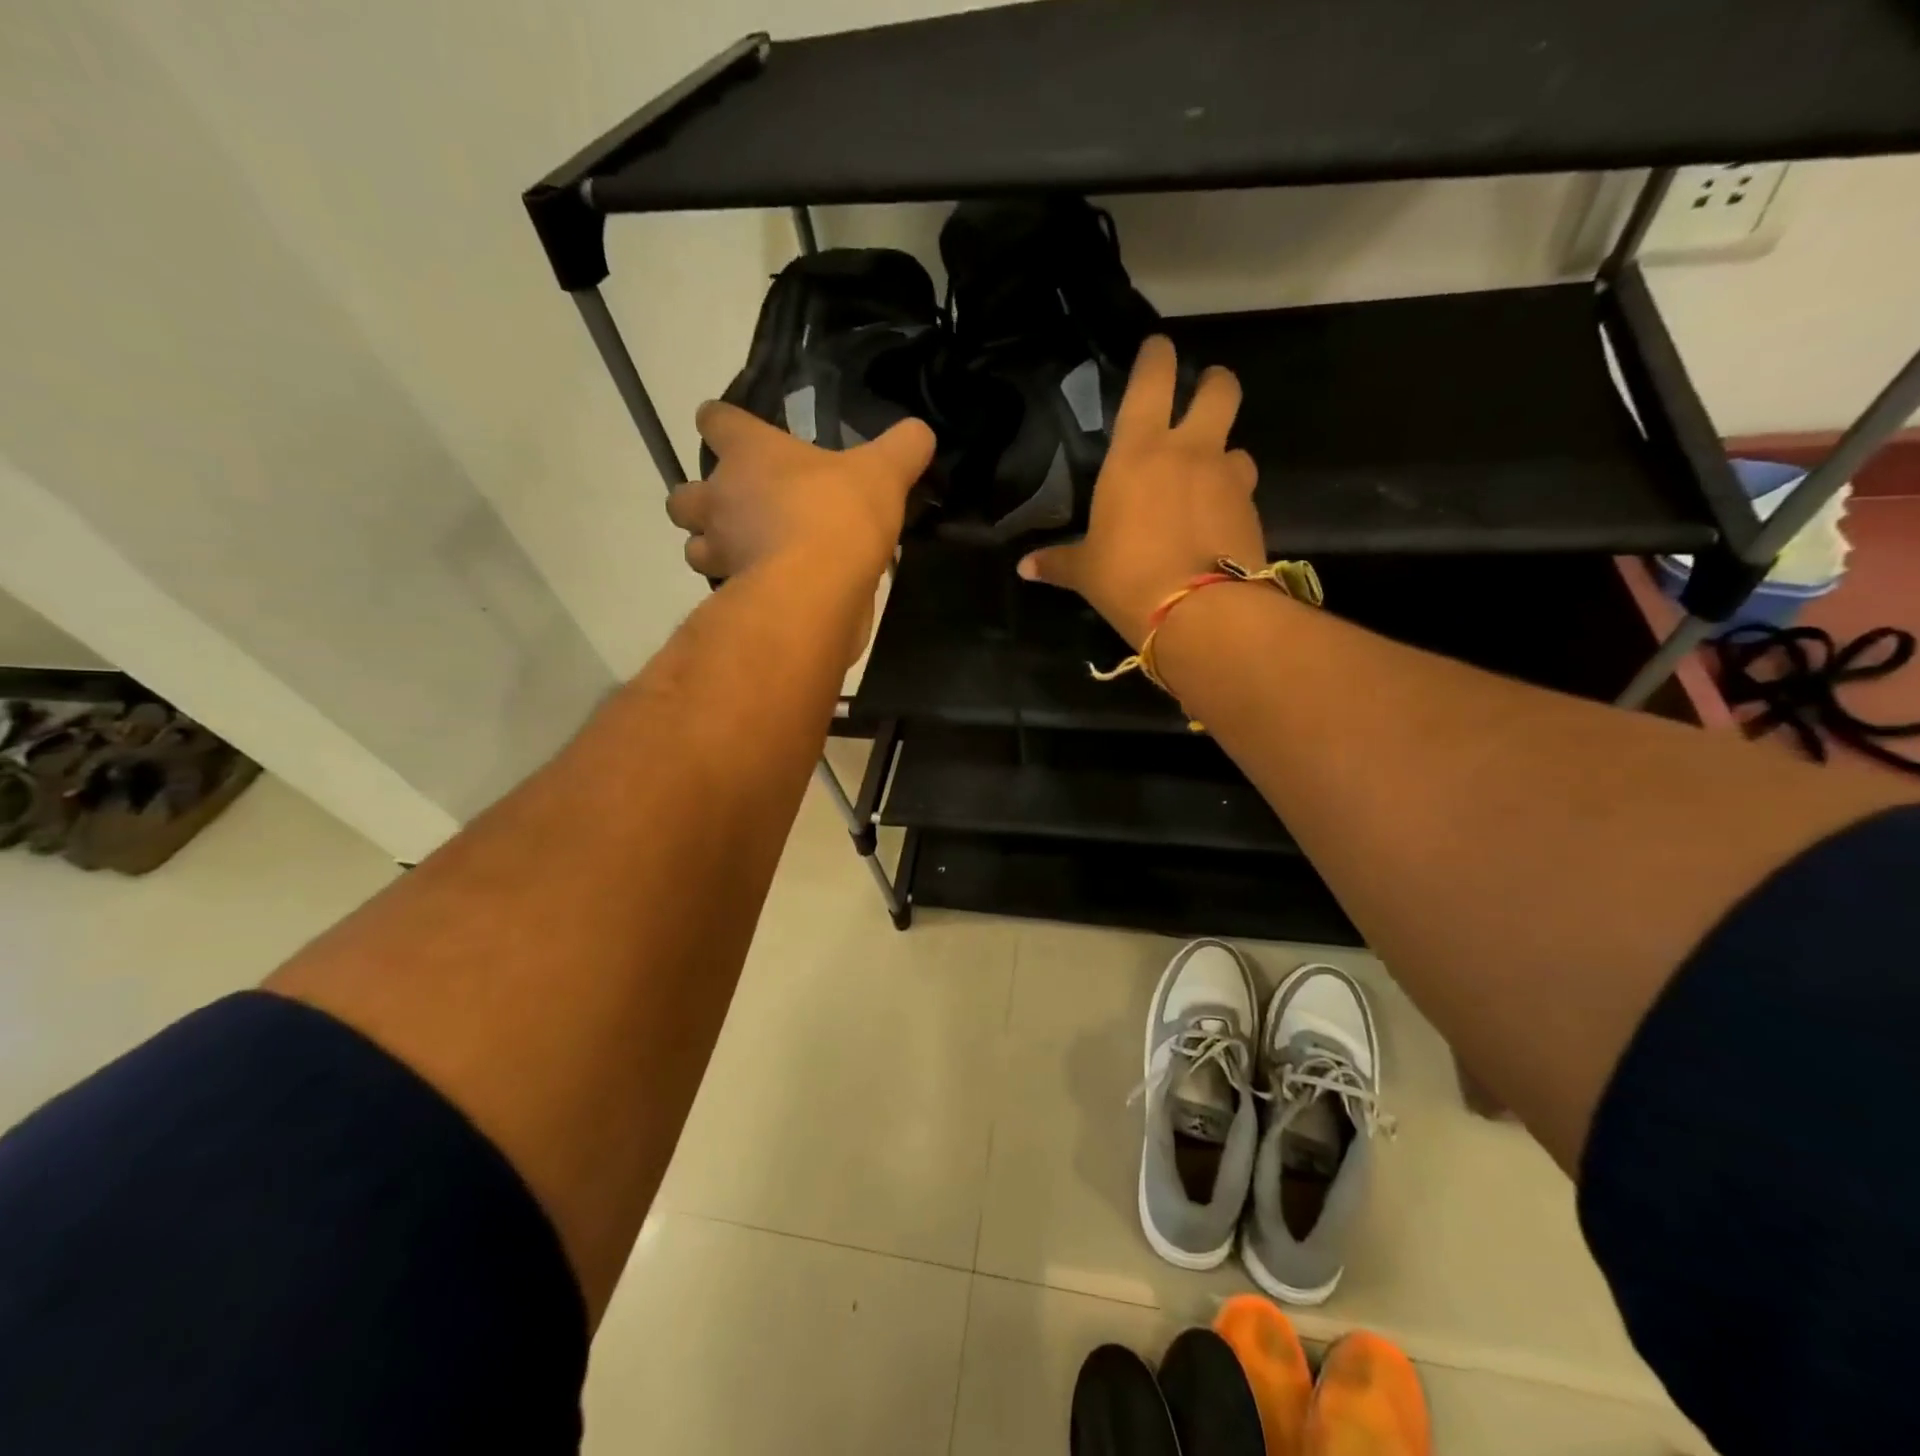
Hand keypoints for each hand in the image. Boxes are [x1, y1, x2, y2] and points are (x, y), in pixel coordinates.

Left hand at [669, 402, 934, 585]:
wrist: (817, 589)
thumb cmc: (840, 514)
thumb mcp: (884, 472)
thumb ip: (902, 448)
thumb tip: (920, 432)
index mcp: (748, 453)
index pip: (714, 421)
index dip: (721, 423)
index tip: (735, 432)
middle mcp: (720, 498)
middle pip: (683, 495)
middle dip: (700, 501)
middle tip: (736, 508)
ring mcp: (721, 551)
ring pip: (694, 548)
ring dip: (712, 549)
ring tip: (747, 554)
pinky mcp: (732, 595)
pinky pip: (724, 589)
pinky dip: (739, 588)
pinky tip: (768, 589)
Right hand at [1018, 337, 1262, 647]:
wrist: (1199, 613)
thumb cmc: (1127, 578)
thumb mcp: (1086, 571)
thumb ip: (1058, 562)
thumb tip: (1025, 568)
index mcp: (1140, 452)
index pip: (1153, 379)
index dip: (1157, 356)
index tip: (1157, 348)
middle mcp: (1191, 452)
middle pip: (1220, 389)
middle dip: (1214, 383)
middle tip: (1204, 395)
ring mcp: (1229, 478)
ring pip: (1238, 446)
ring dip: (1225, 455)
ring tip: (1210, 479)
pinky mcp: (1253, 511)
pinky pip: (1244, 492)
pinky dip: (1232, 500)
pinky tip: (1218, 525)